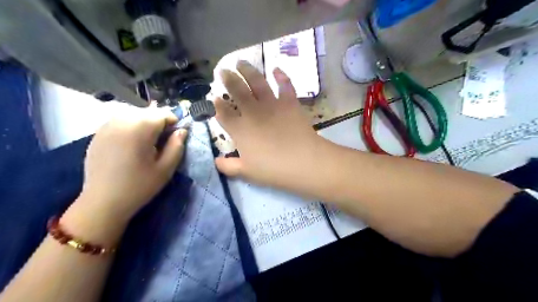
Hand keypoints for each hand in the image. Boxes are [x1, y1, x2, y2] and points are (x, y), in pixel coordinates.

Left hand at [73, 109, 187, 221]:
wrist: (103, 202)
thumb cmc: (139, 186)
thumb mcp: (166, 168)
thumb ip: (177, 146)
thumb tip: (182, 131)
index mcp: (139, 128)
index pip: (163, 114)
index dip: (174, 123)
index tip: (176, 137)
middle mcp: (121, 121)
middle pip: (148, 112)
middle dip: (159, 123)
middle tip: (162, 141)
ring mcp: (106, 126)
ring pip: (133, 115)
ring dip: (145, 123)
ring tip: (147, 142)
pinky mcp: (97, 134)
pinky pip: (120, 121)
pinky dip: (130, 127)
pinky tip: (131, 144)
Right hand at [215, 61, 327, 188]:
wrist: (303, 161)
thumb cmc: (273, 169)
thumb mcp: (246, 172)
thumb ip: (228, 166)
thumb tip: (216, 162)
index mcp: (240, 129)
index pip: (223, 113)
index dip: (216, 105)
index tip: (213, 98)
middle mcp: (253, 112)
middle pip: (237, 91)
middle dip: (228, 79)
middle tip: (223, 70)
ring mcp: (272, 105)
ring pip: (257, 82)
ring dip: (248, 70)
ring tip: (241, 62)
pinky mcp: (290, 103)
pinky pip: (285, 86)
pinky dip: (281, 76)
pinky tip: (276, 69)